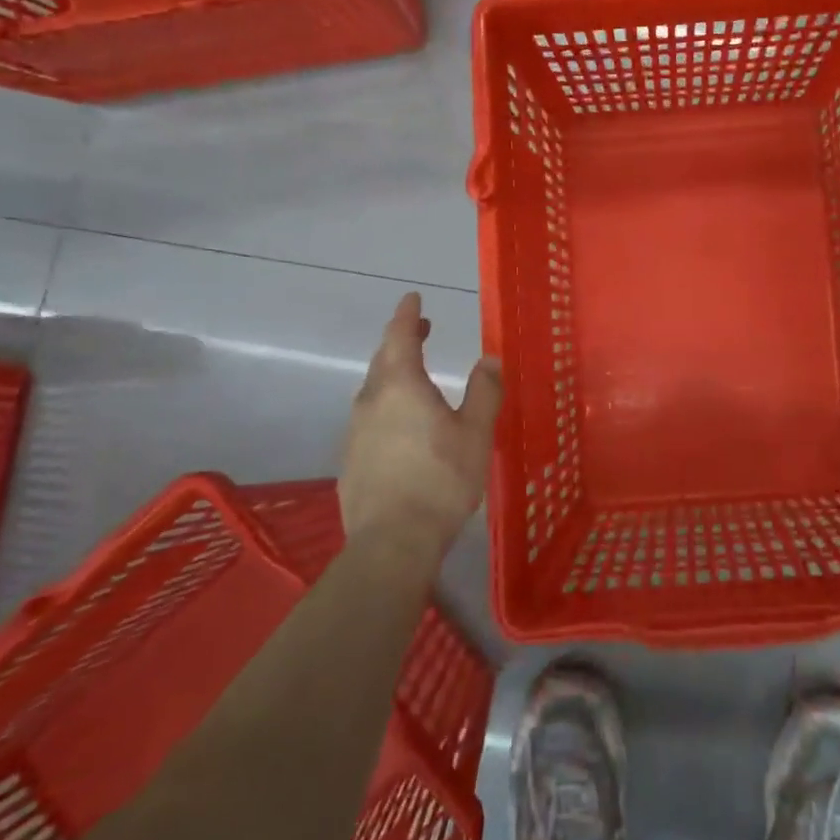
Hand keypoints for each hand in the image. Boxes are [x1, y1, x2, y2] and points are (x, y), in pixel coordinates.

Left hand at [339, 293, 502, 557]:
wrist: (391, 542)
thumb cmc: (440, 479)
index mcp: (401, 386)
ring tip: (415, 376)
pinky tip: (402, 427)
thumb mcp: (476, 433)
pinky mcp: (350, 461)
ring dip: (393, 374)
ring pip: (374, 390)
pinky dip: (386, 407)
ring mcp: (355, 432)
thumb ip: (484, 391)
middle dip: (401, 340)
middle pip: (383, 360)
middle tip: (420, 330)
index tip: (413, 298)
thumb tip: (489, 358)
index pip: (399, 336)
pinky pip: (369, 419)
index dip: (407, 315)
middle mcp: (371, 401)